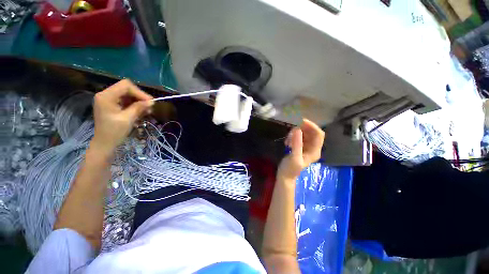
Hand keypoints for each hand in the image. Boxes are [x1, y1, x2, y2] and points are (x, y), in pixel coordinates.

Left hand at [91, 79, 153, 155]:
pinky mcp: (112, 105)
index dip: (139, 92)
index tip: (150, 102)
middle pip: (127, 89)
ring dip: (139, 102)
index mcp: (106, 96)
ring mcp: (108, 100)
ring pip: (128, 95)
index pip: (125, 86)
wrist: (104, 143)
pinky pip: (126, 101)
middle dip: (140, 97)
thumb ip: (139, 108)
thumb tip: (152, 101)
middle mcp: (106, 95)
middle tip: (150, 107)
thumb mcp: (128, 119)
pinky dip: (135, 105)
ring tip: (147, 111)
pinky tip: (141, 112)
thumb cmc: (114, 132)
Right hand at [277, 119, 324, 180]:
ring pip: (304, 133)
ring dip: (295, 133)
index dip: (312, 126)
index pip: (318, 134)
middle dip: (301, 130)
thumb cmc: (290, 168)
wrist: (285, 175)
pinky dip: (292, 136)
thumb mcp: (294, 157)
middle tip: (291, 131)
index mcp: (315, 151)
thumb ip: (297, 144)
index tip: (300, 121)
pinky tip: (287, 142)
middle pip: (311, 132)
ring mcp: (306, 146)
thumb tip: (297, 129)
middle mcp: (313, 147)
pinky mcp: (300, 146)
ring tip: (287, 140)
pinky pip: (298, 136)